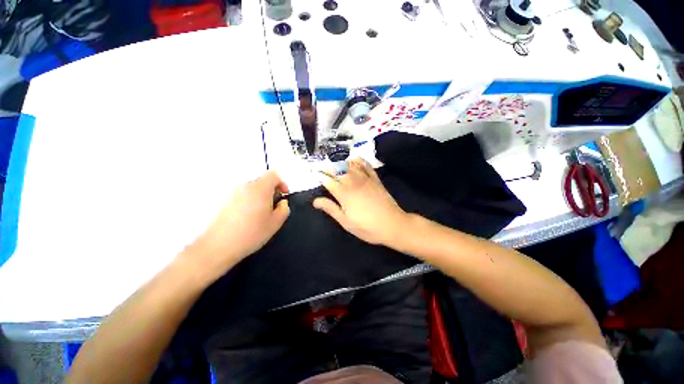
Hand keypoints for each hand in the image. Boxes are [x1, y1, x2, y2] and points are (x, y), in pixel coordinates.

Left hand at [186, 171, 289, 276]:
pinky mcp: (224, 201)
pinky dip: (249, 201)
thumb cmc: (252, 232)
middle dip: (271, 191)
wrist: (219, 245)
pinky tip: (249, 217)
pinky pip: (242, 196)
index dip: (282, 183)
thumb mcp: (276, 222)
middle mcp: (245, 186)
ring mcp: (232, 193)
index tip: (283, 196)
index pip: (273, 175)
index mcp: (260, 188)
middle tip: (274, 206)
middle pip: (262, 181)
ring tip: (262, 214)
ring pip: (252, 189)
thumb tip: (282, 202)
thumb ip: (284, 208)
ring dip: (260, 196)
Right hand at [314, 159, 407, 245]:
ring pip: (349, 164)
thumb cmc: (367, 227)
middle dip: (327, 167)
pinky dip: (358, 160)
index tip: (312, 173)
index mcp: (343, 193)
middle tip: (320, 168)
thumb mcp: (346, 222)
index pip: (327, 179)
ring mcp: (365, 178)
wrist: (393, 224)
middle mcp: (353, 181)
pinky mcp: (375, 179)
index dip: (319, 175)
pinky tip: (353, 160)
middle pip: (337, 169)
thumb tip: (315, 201)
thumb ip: (330, 209)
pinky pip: (365, 165)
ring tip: (333, 163)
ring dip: (340, 162)